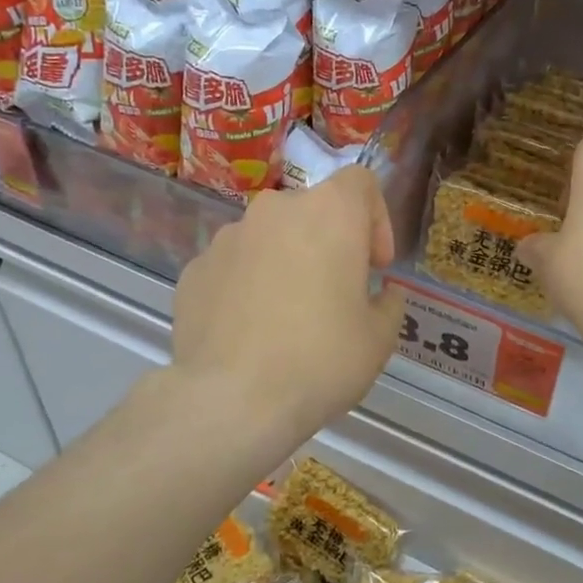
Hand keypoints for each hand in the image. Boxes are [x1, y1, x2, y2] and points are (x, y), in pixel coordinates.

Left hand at [170, 167, 404, 438]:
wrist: (231, 401)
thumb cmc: (321, 359)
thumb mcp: (380, 338)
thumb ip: (389, 302)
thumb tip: (382, 293)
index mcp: (329, 213)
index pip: (361, 182)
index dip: (377, 218)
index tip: (374, 265)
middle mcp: (275, 210)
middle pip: (313, 210)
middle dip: (329, 243)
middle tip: (335, 294)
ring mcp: (228, 237)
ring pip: (270, 237)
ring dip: (287, 262)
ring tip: (287, 318)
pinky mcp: (194, 269)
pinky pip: (235, 266)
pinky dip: (248, 285)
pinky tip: (250, 332)